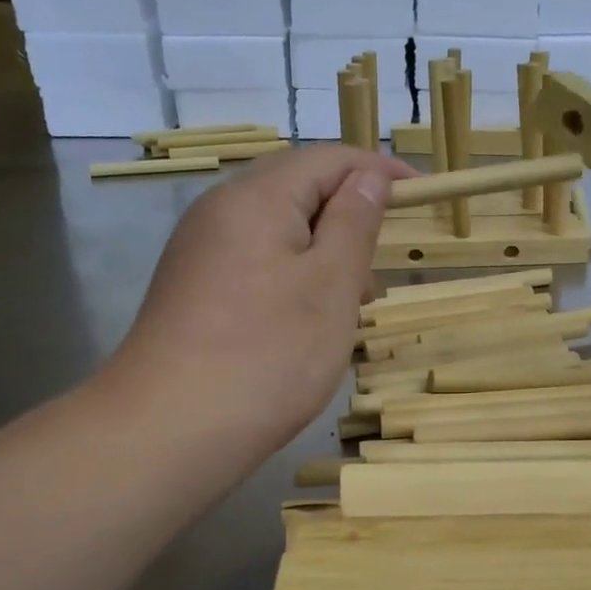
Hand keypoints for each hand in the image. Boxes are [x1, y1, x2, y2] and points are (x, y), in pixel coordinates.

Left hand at [99, 145, 413, 463]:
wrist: (169, 431)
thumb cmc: (268, 353)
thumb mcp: (331, 284)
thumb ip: (354, 222)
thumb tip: (369, 177)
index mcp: (257, 196)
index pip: (329, 158)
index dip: (380, 170)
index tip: (422, 195)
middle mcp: (220, 211)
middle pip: (299, 189)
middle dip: (350, 215)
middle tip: (384, 261)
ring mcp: (201, 251)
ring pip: (279, 230)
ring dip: (324, 251)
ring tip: (353, 301)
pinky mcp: (194, 289)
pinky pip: (257, 262)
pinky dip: (294, 276)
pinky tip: (308, 319)